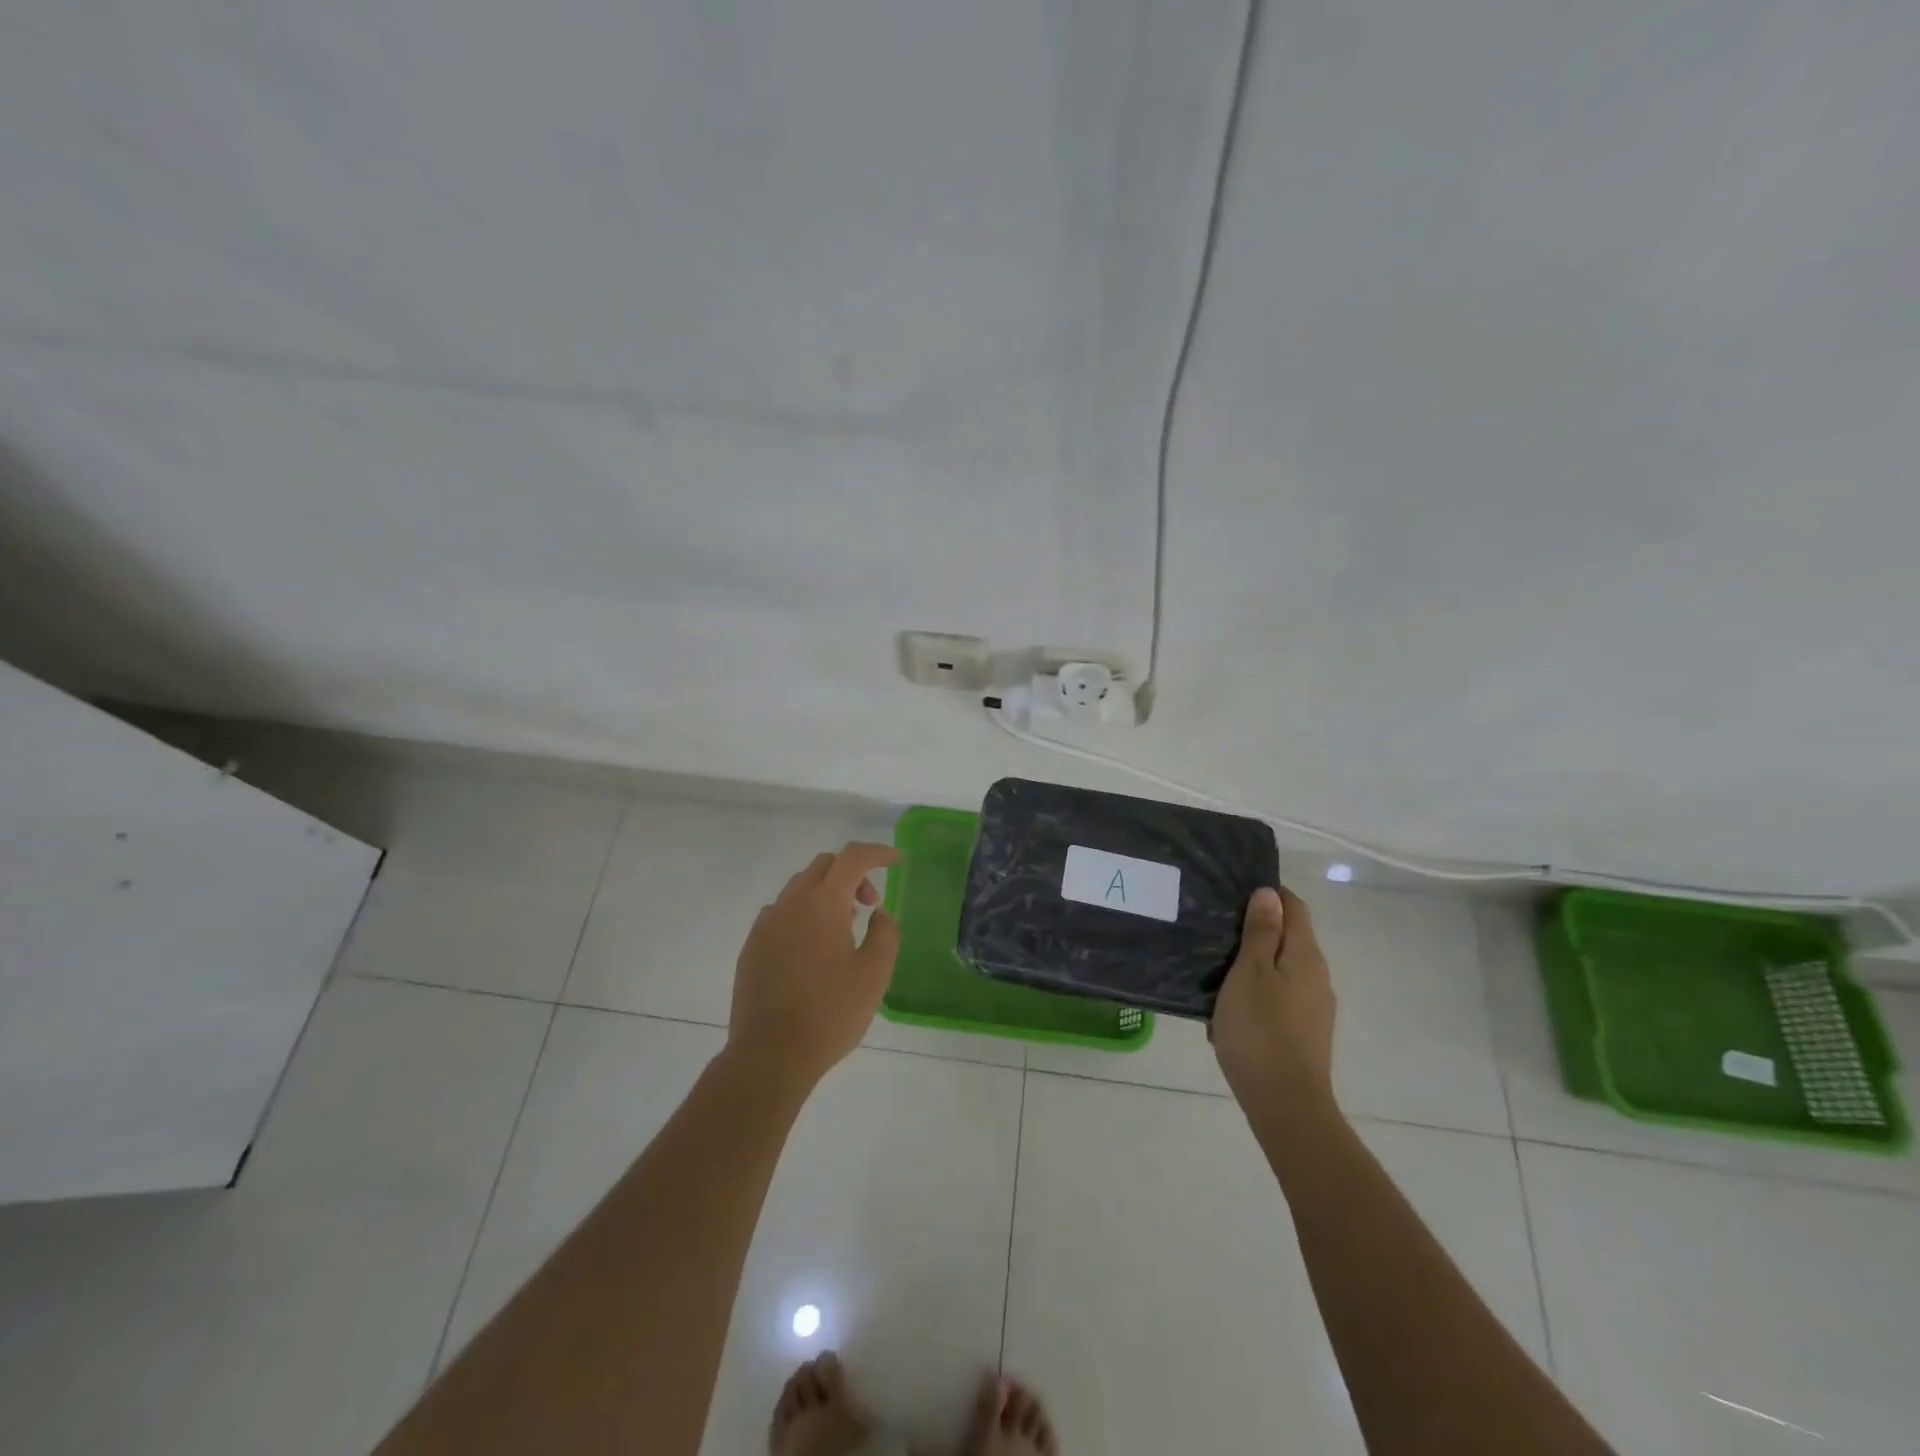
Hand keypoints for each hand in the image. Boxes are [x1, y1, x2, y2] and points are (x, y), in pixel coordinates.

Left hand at [727, 843, 901, 1089]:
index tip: (897, 861)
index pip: (852, 857)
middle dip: (852, 873)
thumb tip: (879, 914)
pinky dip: (804, 914)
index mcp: (823, 903)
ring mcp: (766, 924)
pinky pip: (782, 913)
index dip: (878, 853)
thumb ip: (885, 933)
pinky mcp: (752, 946)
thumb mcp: (874, 974)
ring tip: (845, 927)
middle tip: (871, 903)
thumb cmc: (830, 1013)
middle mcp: (790, 903)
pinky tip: (814, 948)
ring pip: (800, 887)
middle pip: (824, 866)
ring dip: (827, 893)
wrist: (770, 1055)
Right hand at [1210, 886, 1336, 1111]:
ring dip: (1253, 966)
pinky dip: (1257, 995)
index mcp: (1305, 955)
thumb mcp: (1250, 972)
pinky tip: (1230, 1011)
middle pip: (1289, 938)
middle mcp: (1317, 977)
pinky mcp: (1305, 1034)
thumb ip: (1260, 932)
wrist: (1285, 1103)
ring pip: (1282, 971)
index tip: (1234, 895)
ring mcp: (1314, 1008)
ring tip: (1216, 972)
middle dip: (1257, 931)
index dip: (1269, 894)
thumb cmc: (1260, 1029)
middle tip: (1217, 932)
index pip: (1294, 907)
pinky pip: (1279, 1000)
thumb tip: (1270, 893)